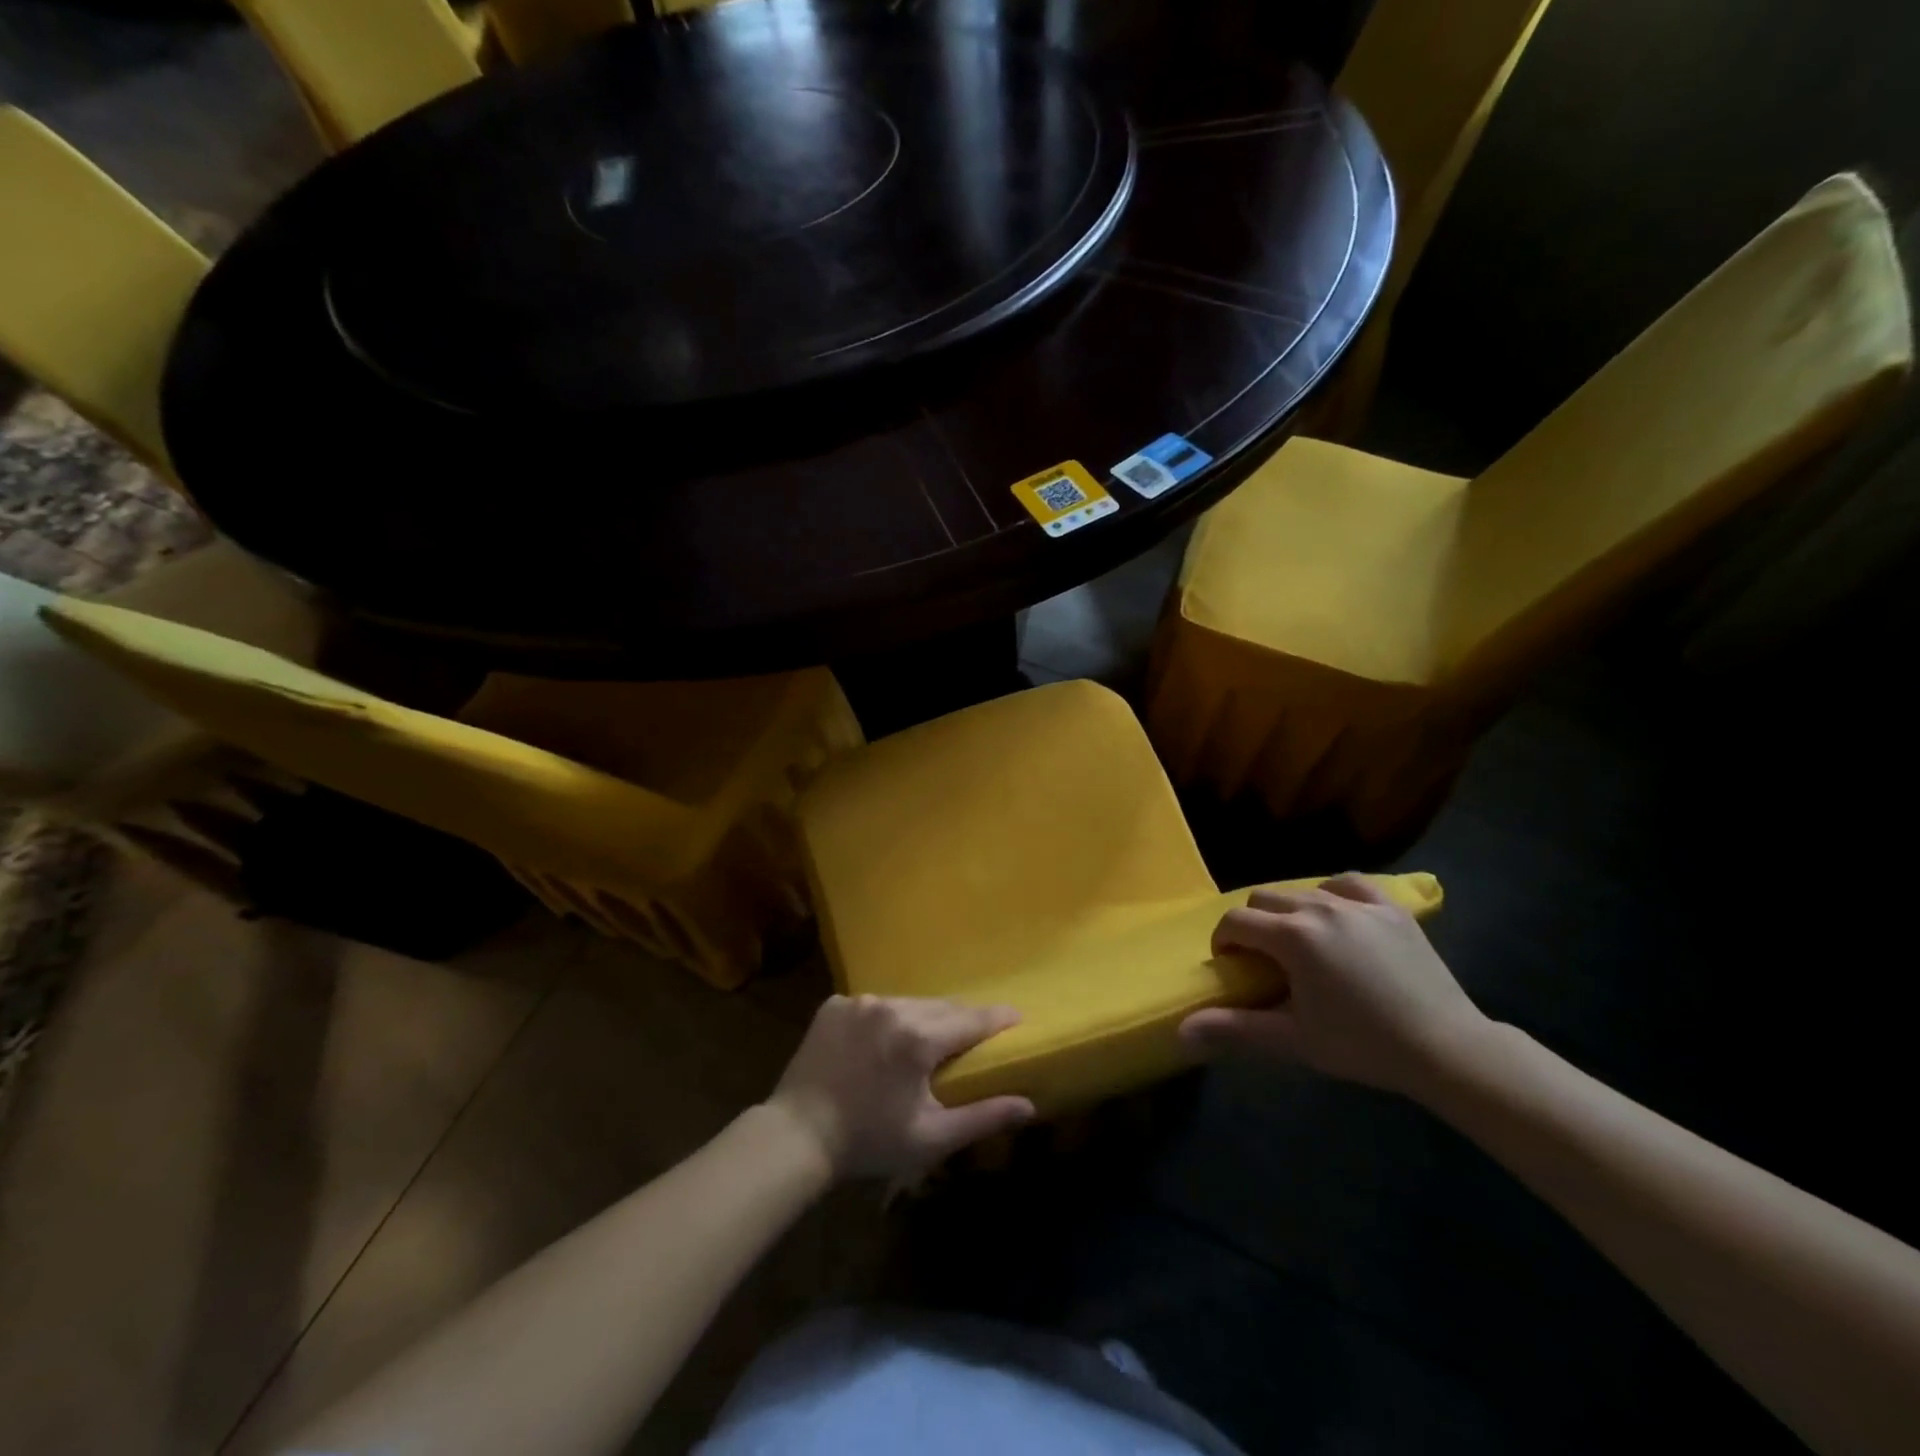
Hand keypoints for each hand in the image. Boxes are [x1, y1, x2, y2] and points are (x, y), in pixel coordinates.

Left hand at [766, 995, 1034, 1178]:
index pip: (971, 1020)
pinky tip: (880, 1044)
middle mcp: (891, 1007)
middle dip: (960, 1020)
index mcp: (918, 1037)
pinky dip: (885, 1019)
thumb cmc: (869, 1141)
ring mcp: (859, 1002)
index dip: (997, 1018)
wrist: (797, 1136)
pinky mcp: (834, 1005)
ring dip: (922, 1018)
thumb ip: (983, 1116)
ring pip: (907, 1003)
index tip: (1017, 1016)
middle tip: (973, 1036)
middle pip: (940, 1008)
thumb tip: (1029, 1105)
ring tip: (926, 1041)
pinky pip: (873, 1005)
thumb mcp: (930, 1137)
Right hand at [1180, 874, 1489, 1097]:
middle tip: (1264, 960)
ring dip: (1288, 912)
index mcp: (1292, 936)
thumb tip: (1181, 1031)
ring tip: (1300, 944)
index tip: (1232, 967)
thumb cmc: (1363, 1045)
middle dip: (1253, 925)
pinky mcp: (1390, 907)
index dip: (1224, 941)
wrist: (1447, 1048)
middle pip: (1263, 899)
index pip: (1236, 921)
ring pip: (1301, 890)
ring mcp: (1358, 903)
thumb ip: (1234, 1029)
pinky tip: (1336, 915)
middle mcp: (1319, 907)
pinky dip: (1331, 894)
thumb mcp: (1293, 1040)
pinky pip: (1347, 883)